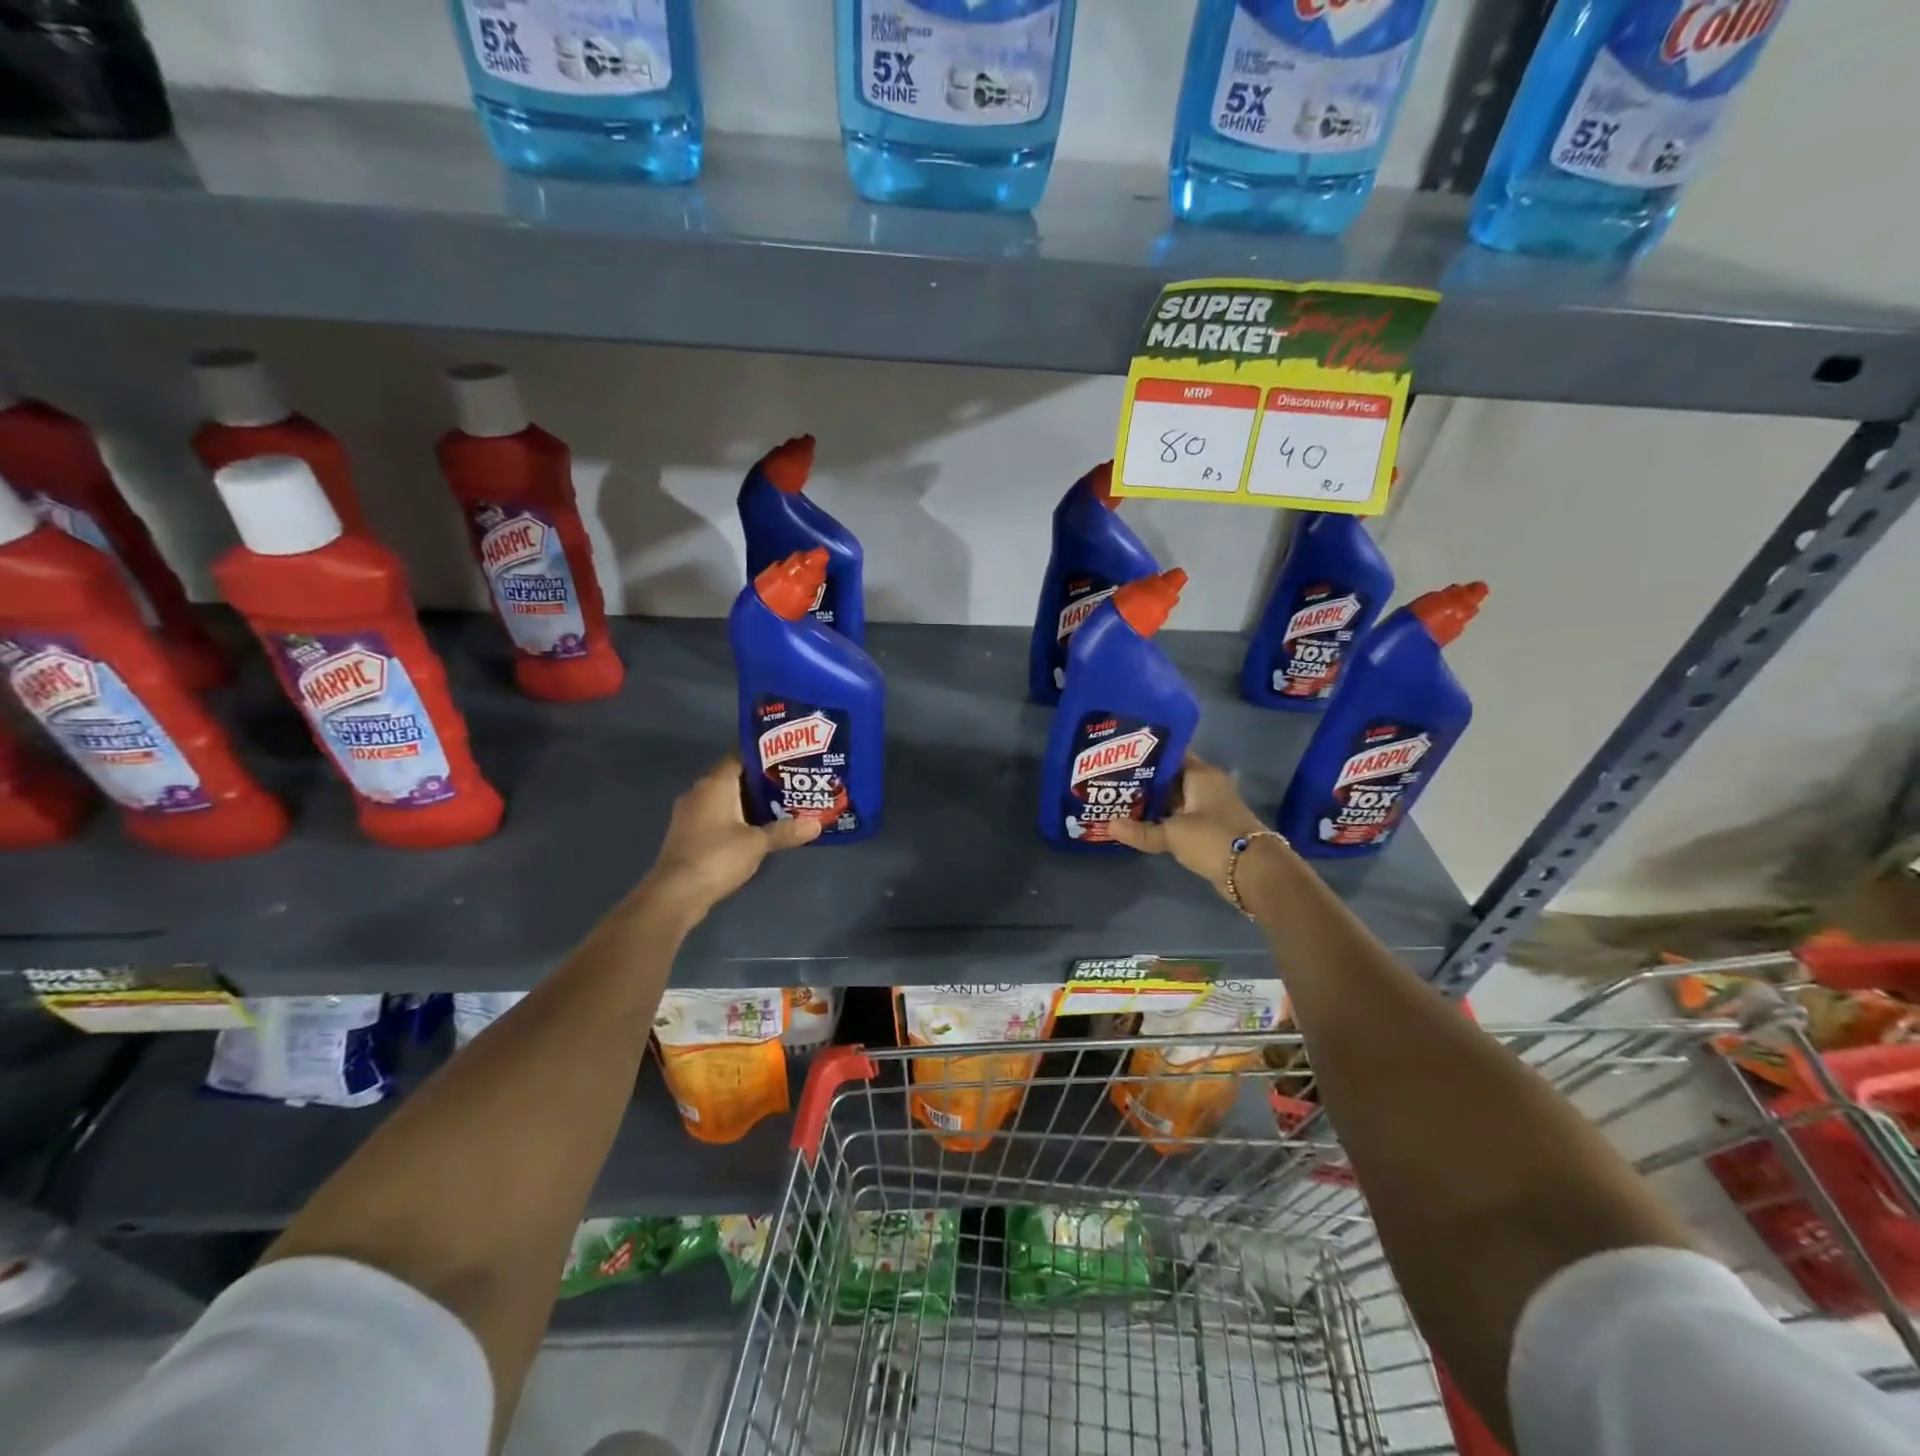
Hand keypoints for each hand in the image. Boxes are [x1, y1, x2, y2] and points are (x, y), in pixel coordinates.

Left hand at [638, 754, 819, 918]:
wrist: (676, 894)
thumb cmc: (717, 857)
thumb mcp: (757, 843)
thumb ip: (786, 831)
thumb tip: (816, 824)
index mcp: (715, 784)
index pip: (740, 756)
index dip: (764, 756)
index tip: (789, 759)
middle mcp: (699, 792)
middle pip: (735, 778)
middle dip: (762, 781)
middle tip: (793, 783)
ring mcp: (691, 814)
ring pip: (726, 800)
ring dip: (750, 803)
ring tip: (783, 805)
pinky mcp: (689, 835)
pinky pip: (718, 817)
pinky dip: (737, 819)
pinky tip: (758, 829)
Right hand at [1108, 753, 1271, 903]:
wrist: (1254, 872)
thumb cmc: (1213, 838)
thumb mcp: (1173, 833)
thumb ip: (1141, 830)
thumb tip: (1108, 826)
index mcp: (1201, 774)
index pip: (1170, 755)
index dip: (1146, 755)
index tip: (1120, 757)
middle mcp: (1207, 786)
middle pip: (1171, 778)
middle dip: (1144, 781)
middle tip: (1112, 782)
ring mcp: (1210, 808)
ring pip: (1175, 800)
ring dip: (1154, 804)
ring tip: (1120, 803)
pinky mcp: (1210, 829)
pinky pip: (1181, 819)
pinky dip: (1164, 821)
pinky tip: (1141, 825)